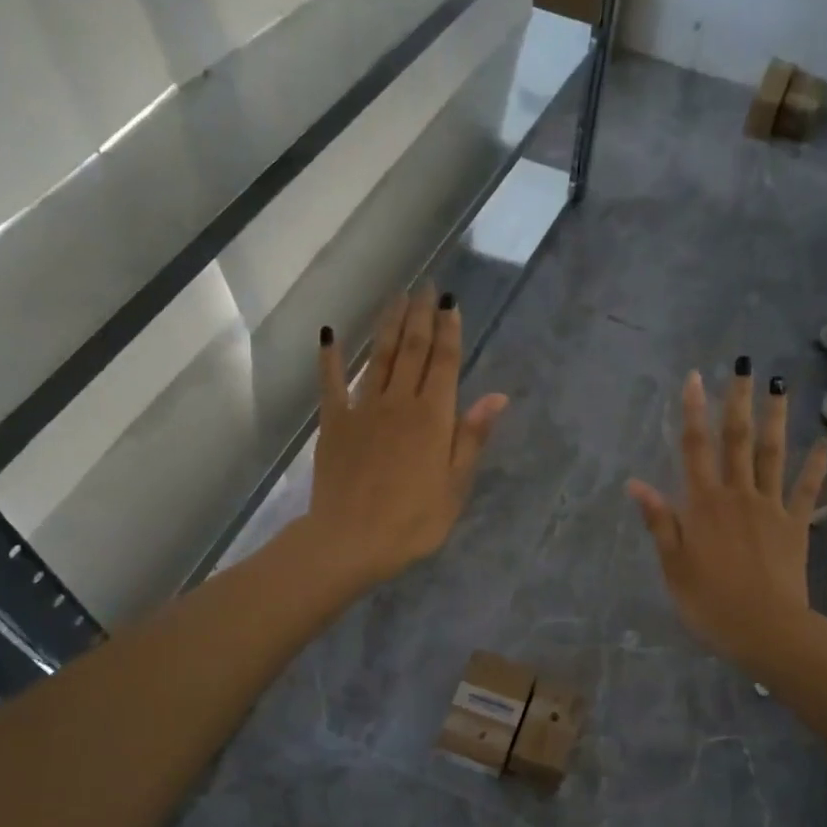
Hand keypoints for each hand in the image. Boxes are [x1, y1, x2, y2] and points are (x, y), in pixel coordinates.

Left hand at [306, 287, 507, 587]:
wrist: (351, 540)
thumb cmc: (413, 521)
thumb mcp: (455, 485)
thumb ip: (471, 437)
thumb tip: (496, 396)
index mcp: (433, 417)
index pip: (445, 362)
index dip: (449, 330)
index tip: (450, 301)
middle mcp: (399, 402)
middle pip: (413, 350)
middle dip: (420, 316)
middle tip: (425, 286)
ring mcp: (363, 409)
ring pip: (379, 357)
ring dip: (388, 325)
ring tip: (396, 297)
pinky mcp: (334, 423)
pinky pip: (332, 383)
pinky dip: (331, 358)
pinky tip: (330, 334)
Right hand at [627, 368, 826, 674]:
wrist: (767, 630)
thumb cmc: (710, 603)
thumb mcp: (673, 566)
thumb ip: (660, 521)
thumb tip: (636, 483)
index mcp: (703, 504)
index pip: (695, 448)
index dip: (693, 412)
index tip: (695, 379)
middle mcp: (738, 495)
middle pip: (737, 440)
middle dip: (737, 402)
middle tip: (743, 367)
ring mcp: (771, 507)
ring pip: (772, 455)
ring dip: (775, 419)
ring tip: (779, 386)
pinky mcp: (796, 525)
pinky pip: (805, 490)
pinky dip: (814, 466)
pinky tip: (822, 443)